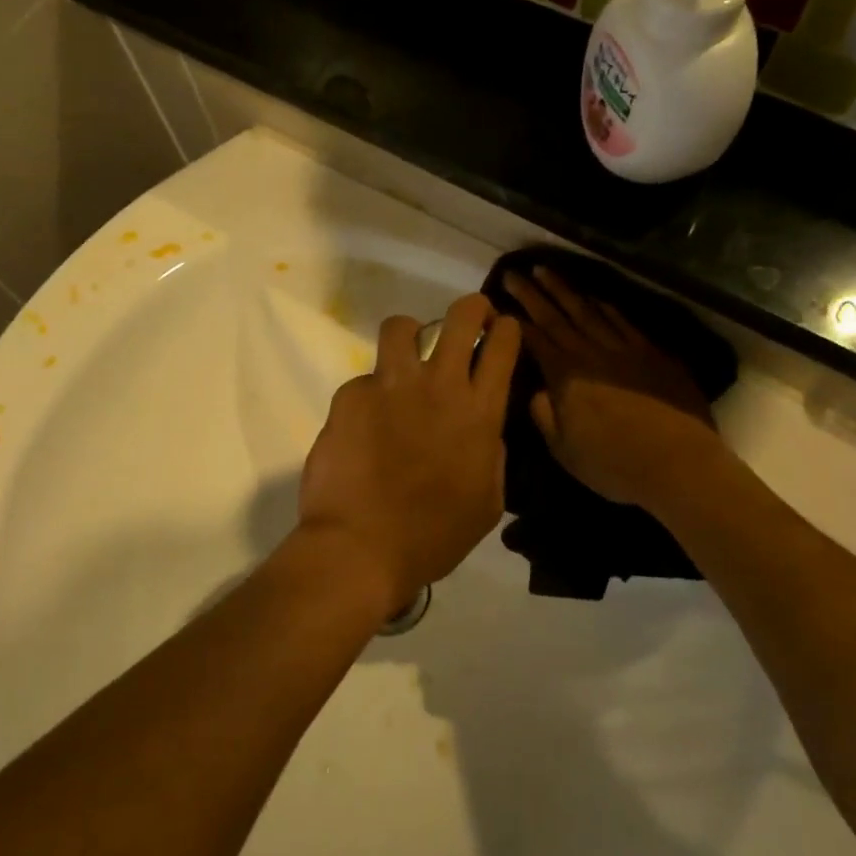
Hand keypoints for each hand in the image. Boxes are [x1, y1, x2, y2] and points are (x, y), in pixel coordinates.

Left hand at [297, 294, 519, 602]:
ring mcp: (390, 386)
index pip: (501, 346)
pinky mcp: (351, 396)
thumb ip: (492, 457)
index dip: (505, 329)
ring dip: (409, 334)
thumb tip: (485, 432)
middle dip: (469, 308)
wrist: (362, 547)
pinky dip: (369, 395)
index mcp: (480, 413)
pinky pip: (363, 380)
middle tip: (467, 318)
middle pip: (460, 317)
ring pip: (401, 327)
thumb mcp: (487, 503)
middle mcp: (439, 386)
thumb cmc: (433, 537)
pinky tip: (363, 427)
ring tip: (405, 354)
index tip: (501, 330)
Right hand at [503, 268, 722, 513]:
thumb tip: (536, 391)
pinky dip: (606, 307)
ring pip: (589, 312)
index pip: (535, 339)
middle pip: (557, 317)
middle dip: (533, 294)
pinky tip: (596, 297)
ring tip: (547, 271)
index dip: (516, 319)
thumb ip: (544, 416)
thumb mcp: (564, 450)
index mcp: (566, 377)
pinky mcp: (653, 354)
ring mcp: (625, 350)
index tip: (499, 300)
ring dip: (566, 290)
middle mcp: (592, 354)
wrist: (678, 463)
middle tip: (514, 272)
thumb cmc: (614, 464)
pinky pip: (623, 322)